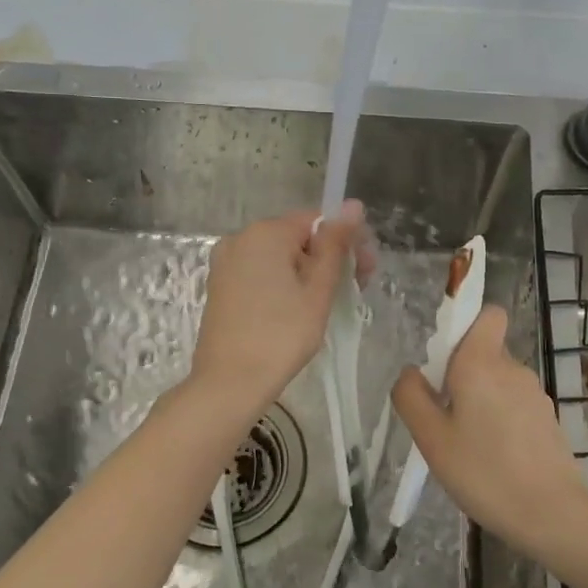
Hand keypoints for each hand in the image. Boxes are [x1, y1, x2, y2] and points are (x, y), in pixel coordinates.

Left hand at [190, 201, 371, 412]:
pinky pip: (261, 272)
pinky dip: (283, 283)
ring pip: (279, 257)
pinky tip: (298, 309)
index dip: (346, 241)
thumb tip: (353, 204)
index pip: (317, 221)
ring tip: (329, 304)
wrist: (229, 383)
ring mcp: (226, 263)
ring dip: (308, 272)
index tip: (366, 271)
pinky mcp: (220, 286)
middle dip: (329, 257)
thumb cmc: (281, 335)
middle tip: (355, 290)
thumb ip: (335, 245)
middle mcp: (240, 239)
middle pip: (297, 237)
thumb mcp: (317, 290)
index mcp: (265, 233)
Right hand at [392, 306, 587, 564]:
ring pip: (499, 381)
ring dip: (480, 401)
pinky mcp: (547, 419)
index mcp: (482, 362)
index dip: (466, 326)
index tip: (445, 361)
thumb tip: (411, 372)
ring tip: (467, 445)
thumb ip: (411, 397)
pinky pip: (514, 405)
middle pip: (485, 352)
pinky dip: (500, 420)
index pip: (488, 314)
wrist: (552, 514)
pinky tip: (492, 458)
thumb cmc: (484, 472)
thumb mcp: (431, 438)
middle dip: (462, 374)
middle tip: (445, 417)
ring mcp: (535, 394)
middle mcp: (513, 368)